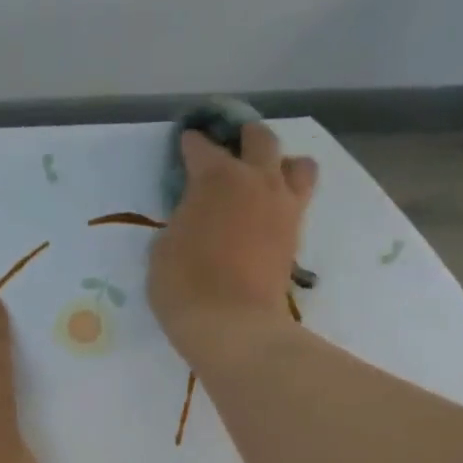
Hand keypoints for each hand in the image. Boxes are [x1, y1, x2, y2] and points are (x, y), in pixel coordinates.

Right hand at [148, 123, 318, 360]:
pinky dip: (286, 198)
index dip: (190, 144)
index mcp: (216, 178)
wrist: (233, 325)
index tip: (185, 144)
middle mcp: (256, 180)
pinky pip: (299, 200)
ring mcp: (283, 206)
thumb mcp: (163, 250)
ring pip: (297, 164)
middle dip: (244, 137)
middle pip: (260, 139)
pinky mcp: (296, 235)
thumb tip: (192, 219)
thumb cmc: (185, 286)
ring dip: (281, 164)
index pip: (201, 148)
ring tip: (266, 178)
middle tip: (232, 147)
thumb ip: (180, 222)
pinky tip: (271, 211)